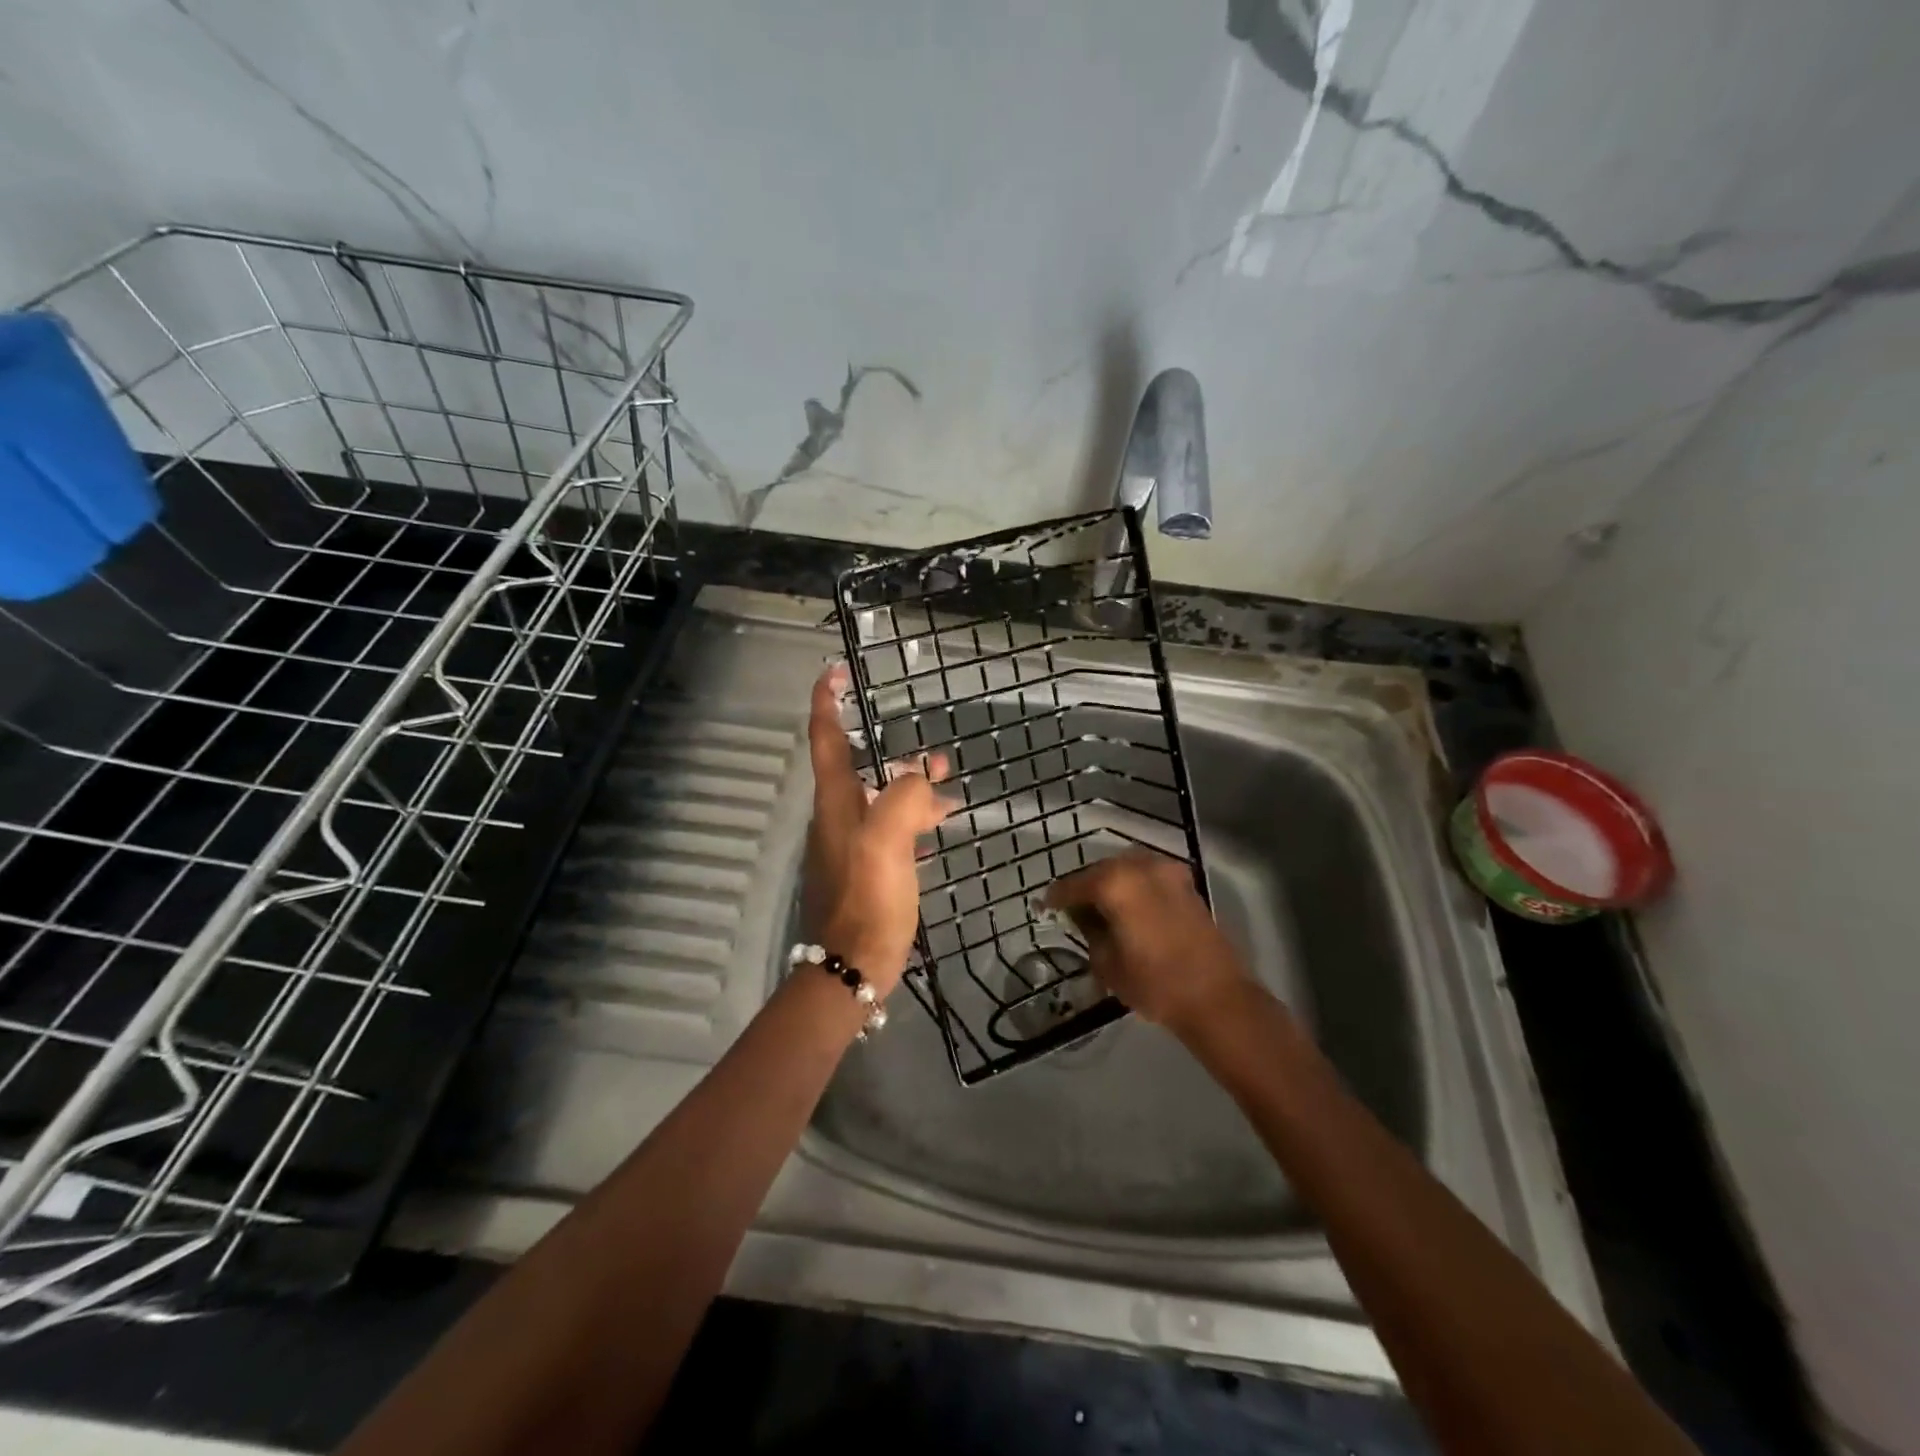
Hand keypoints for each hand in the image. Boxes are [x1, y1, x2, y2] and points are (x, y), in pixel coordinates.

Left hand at [801, 665, 953, 995]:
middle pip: (862, 768)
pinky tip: (937, 829)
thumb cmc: (869, 898)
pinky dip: (914, 821)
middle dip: (896, 755)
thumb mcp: (888, 840)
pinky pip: (891, 830)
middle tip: (937, 757)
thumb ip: (904, 796)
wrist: (854, 962)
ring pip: (882, 800)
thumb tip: (918, 779)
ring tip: (950, 790)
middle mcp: (838, 815)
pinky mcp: (866, 868)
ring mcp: (851, 843)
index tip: (834, 672)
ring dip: (912, 790)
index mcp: (837, 801)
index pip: (825, 738)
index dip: (826, 701)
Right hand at [1044, 849, 1249, 1034]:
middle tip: (1073, 910)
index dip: (1056, 898)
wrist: (1216, 998)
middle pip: (1101, 871)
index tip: (1045, 907)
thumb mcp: (1106, 962)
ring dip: (1111, 885)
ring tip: (1102, 910)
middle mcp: (1140, 866)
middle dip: (1085, 887)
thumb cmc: (1154, 983)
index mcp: (1115, 882)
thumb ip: (1089, 930)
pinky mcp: (1186, 884)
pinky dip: (1135, 888)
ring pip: (1127, 870)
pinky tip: (1129, 909)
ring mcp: (1167, 872)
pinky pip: (1148, 877)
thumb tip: (1083, 916)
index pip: (1073, 884)